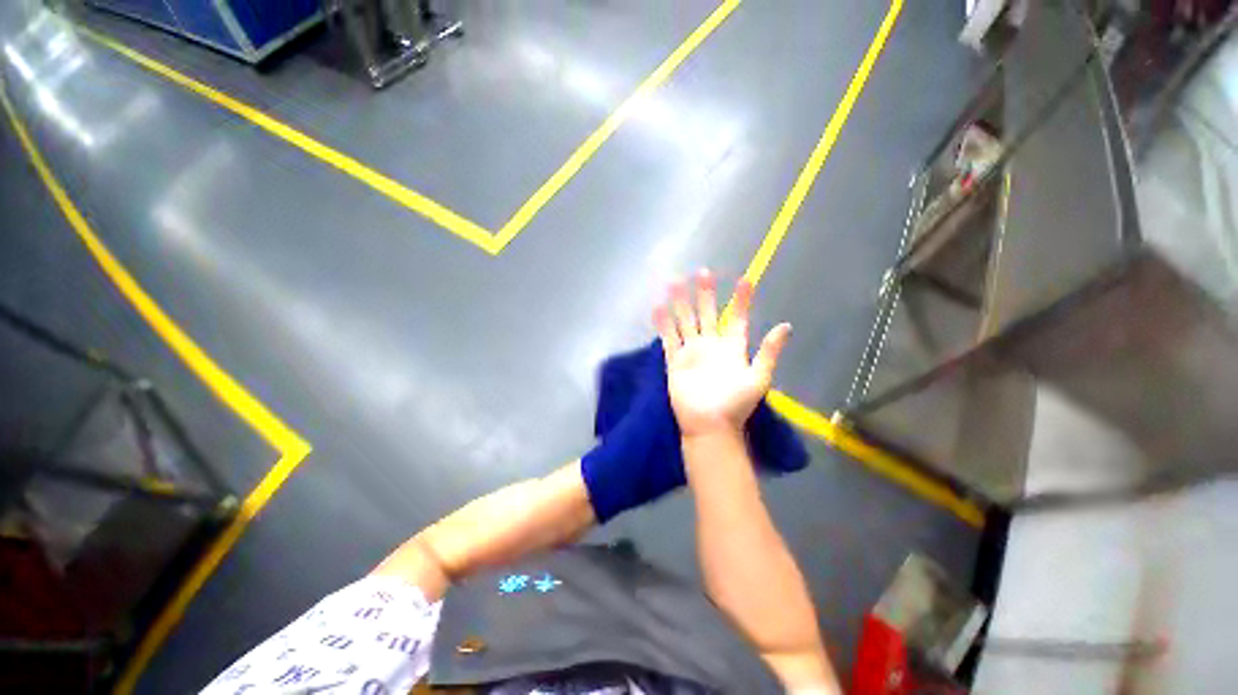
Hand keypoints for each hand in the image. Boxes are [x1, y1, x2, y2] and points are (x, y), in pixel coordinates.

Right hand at [653, 270, 790, 438]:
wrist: (710, 425)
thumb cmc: (735, 403)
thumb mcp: (758, 377)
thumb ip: (769, 351)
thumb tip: (786, 326)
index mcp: (732, 347)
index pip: (738, 318)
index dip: (742, 300)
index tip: (745, 280)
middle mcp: (711, 344)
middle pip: (707, 313)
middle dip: (705, 294)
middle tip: (703, 272)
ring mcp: (692, 351)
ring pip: (685, 321)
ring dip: (680, 303)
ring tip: (674, 282)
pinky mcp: (675, 360)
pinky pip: (668, 338)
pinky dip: (663, 323)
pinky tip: (658, 307)